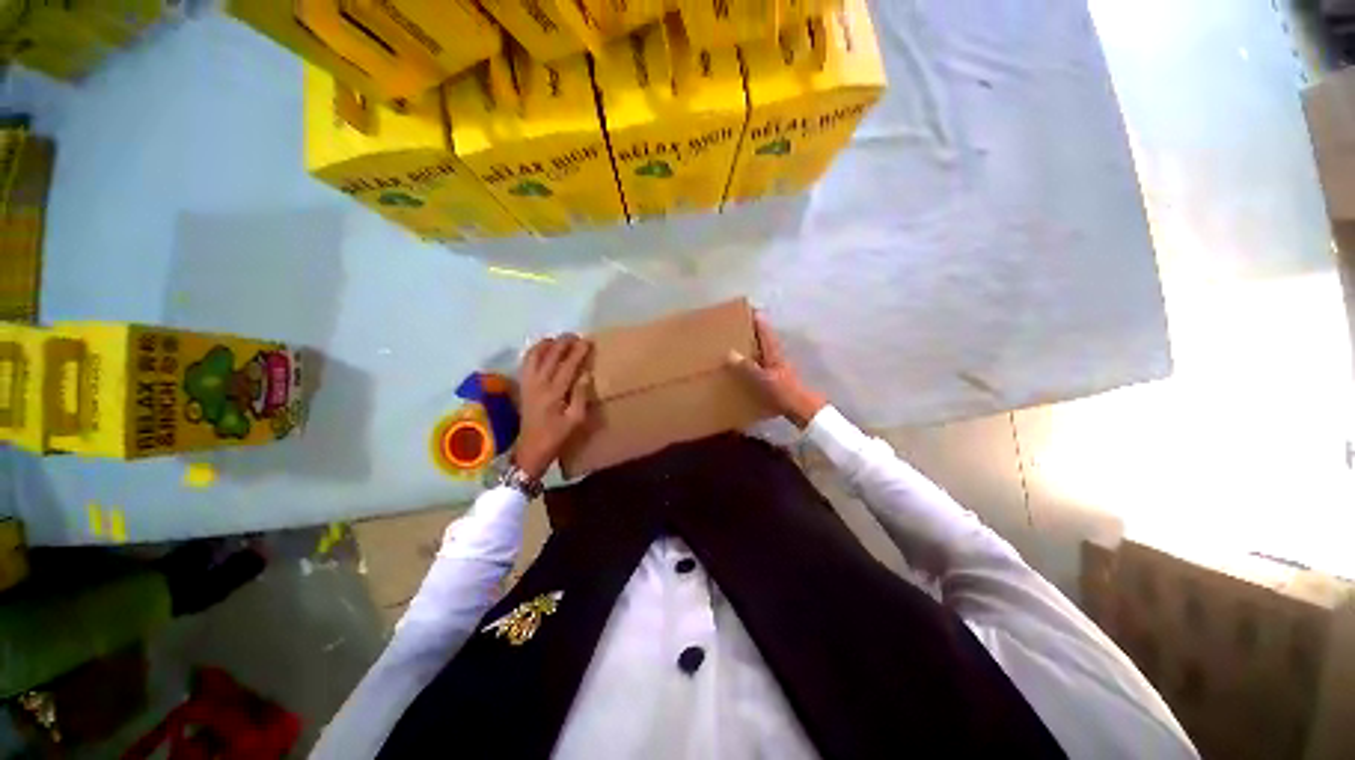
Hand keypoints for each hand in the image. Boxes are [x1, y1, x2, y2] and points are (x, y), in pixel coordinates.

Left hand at [513, 334, 592, 479]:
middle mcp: (538, 384)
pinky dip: (534, 352)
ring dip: (546, 344)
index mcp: (554, 393)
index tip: (587, 341)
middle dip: (563, 343)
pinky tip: (542, 350)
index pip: (567, 365)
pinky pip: (526, 363)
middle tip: (575, 336)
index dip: (578, 352)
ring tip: (558, 339)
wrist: (529, 451)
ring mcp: (528, 384)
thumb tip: (586, 374)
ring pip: (534, 356)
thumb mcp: (576, 421)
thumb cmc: (557, 437)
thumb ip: (581, 396)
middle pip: (550, 356)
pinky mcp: (522, 387)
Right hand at [727, 313, 825, 428]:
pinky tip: (747, 369)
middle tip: (743, 325)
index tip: (751, 309)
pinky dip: (755, 362)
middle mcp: (777, 358)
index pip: (765, 332)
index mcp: (774, 353)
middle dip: (756, 332)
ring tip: (741, 345)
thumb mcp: (762, 379)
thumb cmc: (783, 392)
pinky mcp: (778, 379)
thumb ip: (746, 367)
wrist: (801, 409)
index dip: (759, 321)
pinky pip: (763, 366)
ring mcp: (778, 369)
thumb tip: (730, 353)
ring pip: (765, 353)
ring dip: (755, 347)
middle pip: (766, 340)